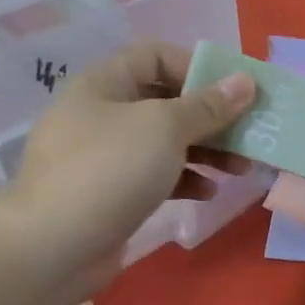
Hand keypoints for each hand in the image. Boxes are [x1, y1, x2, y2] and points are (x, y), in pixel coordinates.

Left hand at [0, 41, 254, 297]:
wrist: (53, 247)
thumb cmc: (110, 171)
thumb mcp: (164, 128)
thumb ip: (208, 105)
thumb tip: (246, 81)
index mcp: (104, 85)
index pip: (156, 57)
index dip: (198, 68)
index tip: (236, 91)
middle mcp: (103, 114)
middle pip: (167, 102)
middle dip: (212, 117)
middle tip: (250, 133)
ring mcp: (106, 157)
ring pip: (167, 142)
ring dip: (208, 150)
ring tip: (241, 167)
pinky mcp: (113, 193)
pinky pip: (158, 176)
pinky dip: (186, 179)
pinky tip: (209, 192)